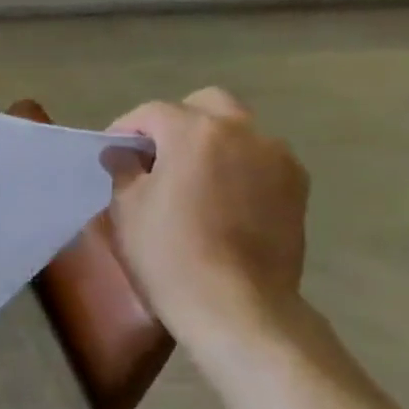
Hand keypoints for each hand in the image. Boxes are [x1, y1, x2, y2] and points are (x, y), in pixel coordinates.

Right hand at [105, 87, 309, 351]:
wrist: (234, 303)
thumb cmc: (167, 252)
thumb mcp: (127, 208)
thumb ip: (124, 169)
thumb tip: (121, 153)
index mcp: (196, 132)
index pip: (152, 112)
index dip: (126, 128)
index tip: (111, 153)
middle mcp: (244, 132)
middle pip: (206, 105)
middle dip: (176, 122)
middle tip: (154, 156)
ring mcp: (278, 159)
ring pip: (238, 131)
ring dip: (210, 144)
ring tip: (188, 179)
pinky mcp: (296, 188)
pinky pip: (260, 161)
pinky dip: (236, 167)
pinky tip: (218, 200)